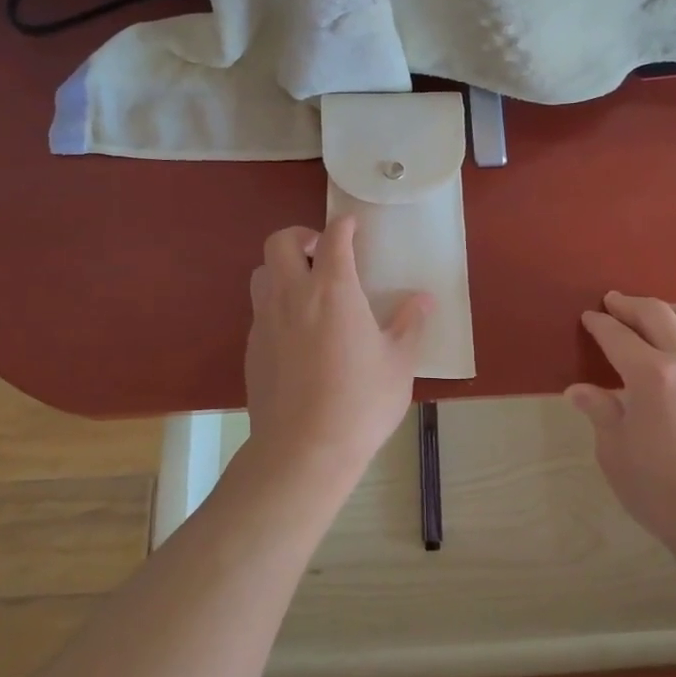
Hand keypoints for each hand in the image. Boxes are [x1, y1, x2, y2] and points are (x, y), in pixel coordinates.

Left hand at [243, 217, 430, 485]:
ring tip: (306, 288)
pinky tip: (297, 332)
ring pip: (262, 272)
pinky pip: (259, 309)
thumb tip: (423, 299)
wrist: (303, 451)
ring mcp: (266, 321)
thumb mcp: (398, 364)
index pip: (334, 238)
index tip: (353, 226)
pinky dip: (276, 304)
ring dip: (282, 268)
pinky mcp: (252, 347)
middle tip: (322, 251)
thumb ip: (409, 324)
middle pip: (280, 242)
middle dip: (301, 235)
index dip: (344, 225)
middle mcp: (293, 295)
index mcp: (333, 290)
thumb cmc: (360, 403)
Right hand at [566, 293, 675, 547]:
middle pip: (658, 314)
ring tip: (655, 313)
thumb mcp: (616, 454)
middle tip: (615, 302)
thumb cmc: (664, 493)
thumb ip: (600, 413)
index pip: (618, 336)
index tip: (589, 318)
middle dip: (631, 304)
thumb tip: (579, 390)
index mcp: (652, 376)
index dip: (600, 324)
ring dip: (670, 310)